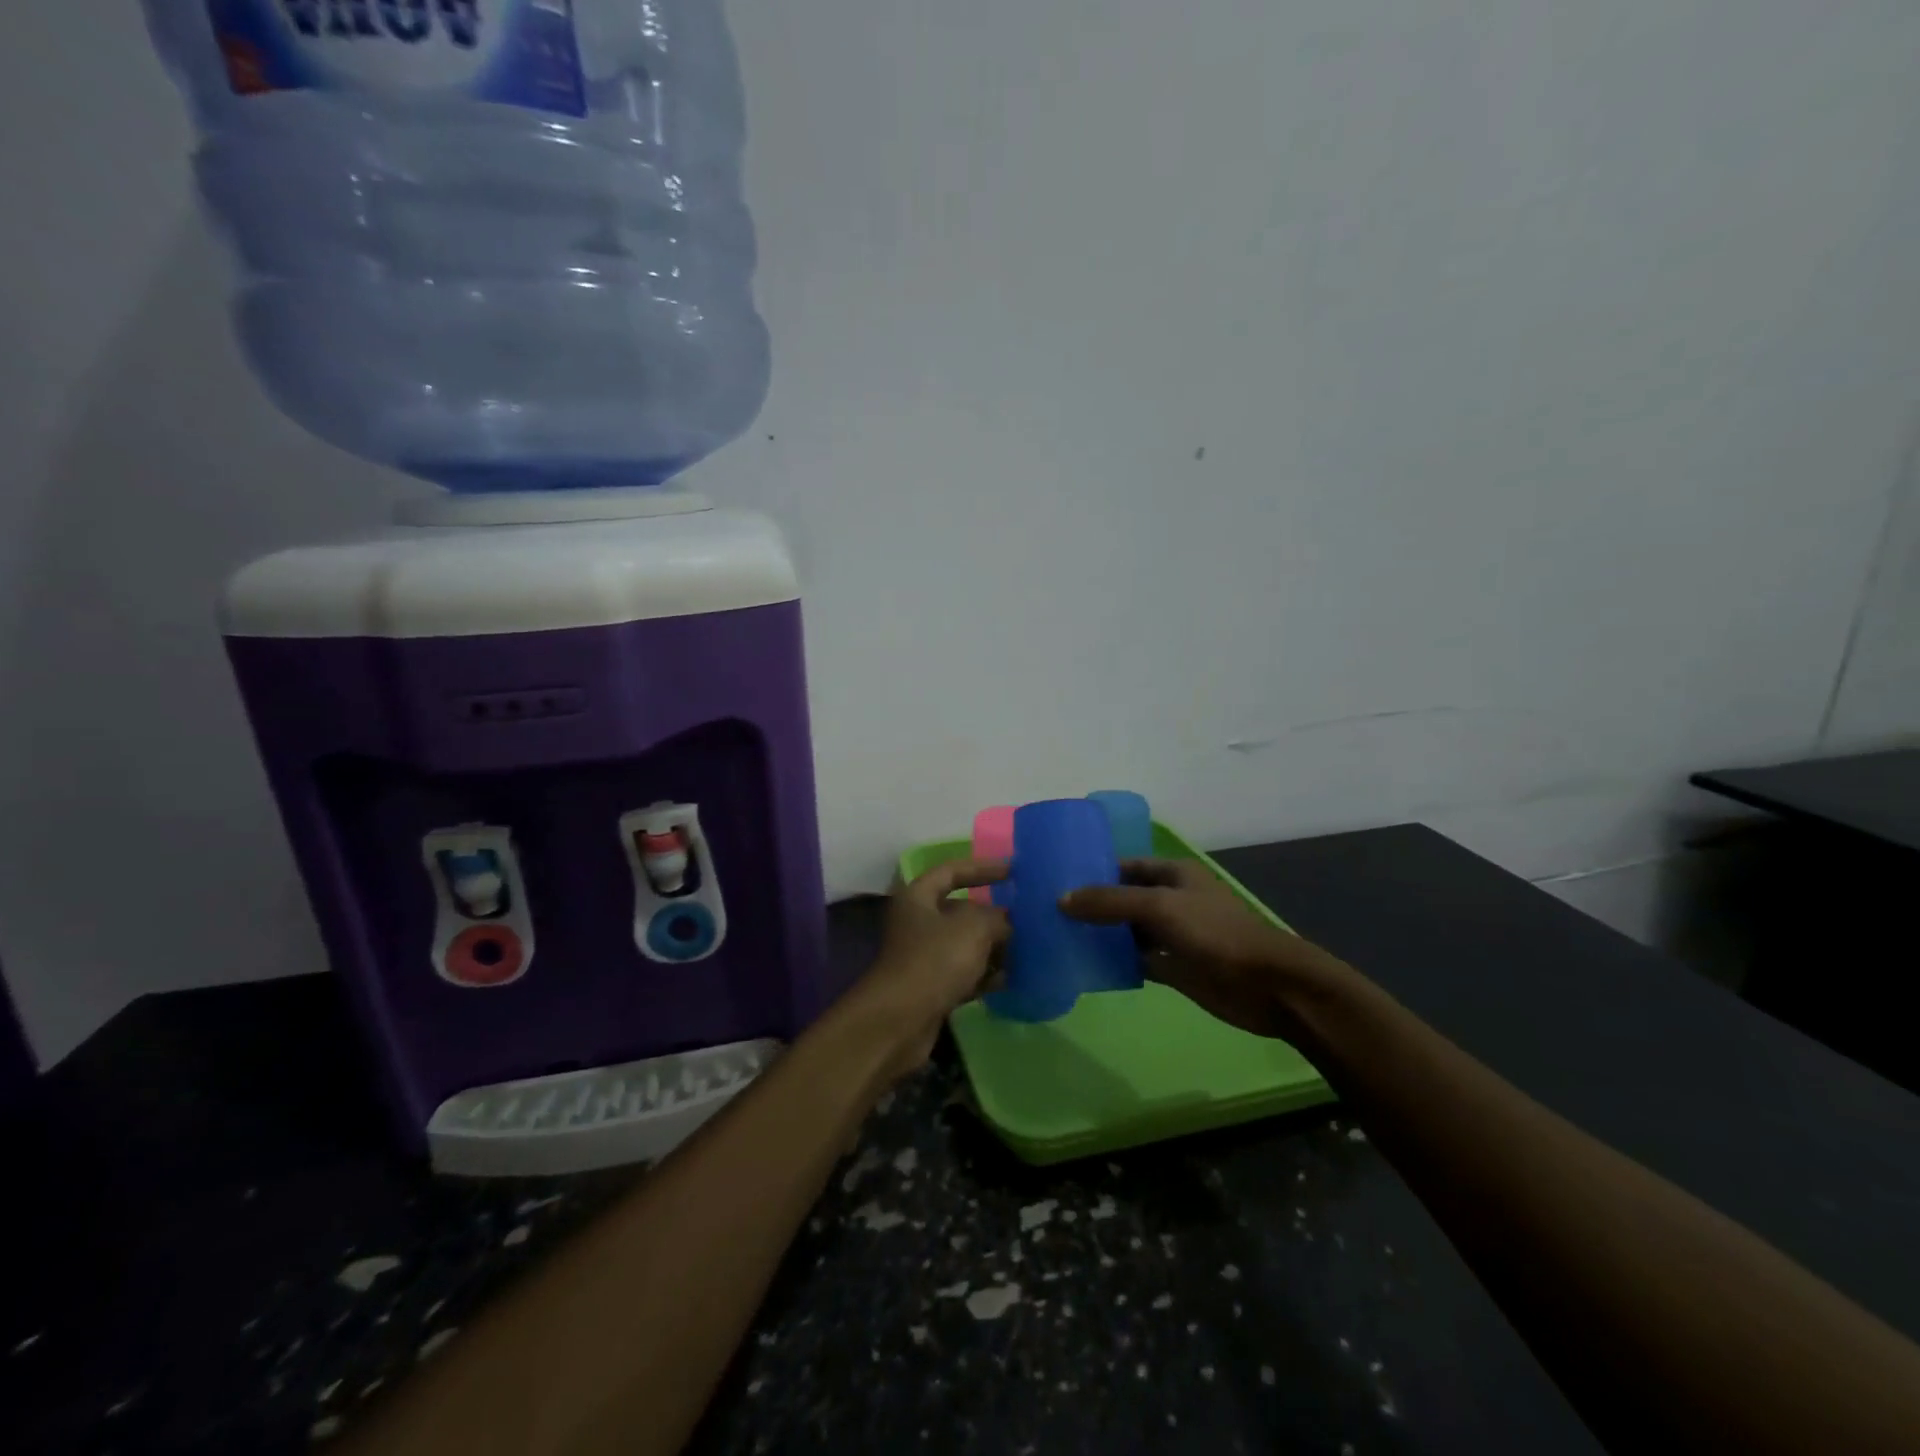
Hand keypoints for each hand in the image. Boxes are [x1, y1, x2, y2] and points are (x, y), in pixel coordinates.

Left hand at [845, 858, 1009, 1079]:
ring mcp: (923, 957)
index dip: (982, 868)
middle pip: (961, 911)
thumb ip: (996, 918)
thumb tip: (1007, 923)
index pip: (952, 871)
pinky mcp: (931, 988)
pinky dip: (985, 976)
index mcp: (918, 897)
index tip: (1013, 870)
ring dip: (993, 948)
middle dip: (993, 915)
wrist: (899, 1021)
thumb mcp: (973, 928)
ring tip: (1027, 950)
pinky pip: (964, 974)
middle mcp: (917, 922)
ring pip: (965, 945)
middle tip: (1027, 918)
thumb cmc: (934, 960)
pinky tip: (1010, 980)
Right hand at [1061, 858, 1340, 1038]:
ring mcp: (1173, 935)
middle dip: (1092, 905)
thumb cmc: (1215, 933)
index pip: (1125, 866)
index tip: (1056, 880)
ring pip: (1128, 931)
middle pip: (1124, 898)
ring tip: (1060, 938)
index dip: (1094, 870)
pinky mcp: (1175, 967)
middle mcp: (1171, 900)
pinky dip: (1117, 962)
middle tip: (1049, 912)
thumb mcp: (1159, 907)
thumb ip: (1110, 902)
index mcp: (1173, 874)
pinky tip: (1087, 966)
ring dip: (1102, 935)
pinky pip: (1138, 960)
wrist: (1267, 985)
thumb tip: (1061, 899)